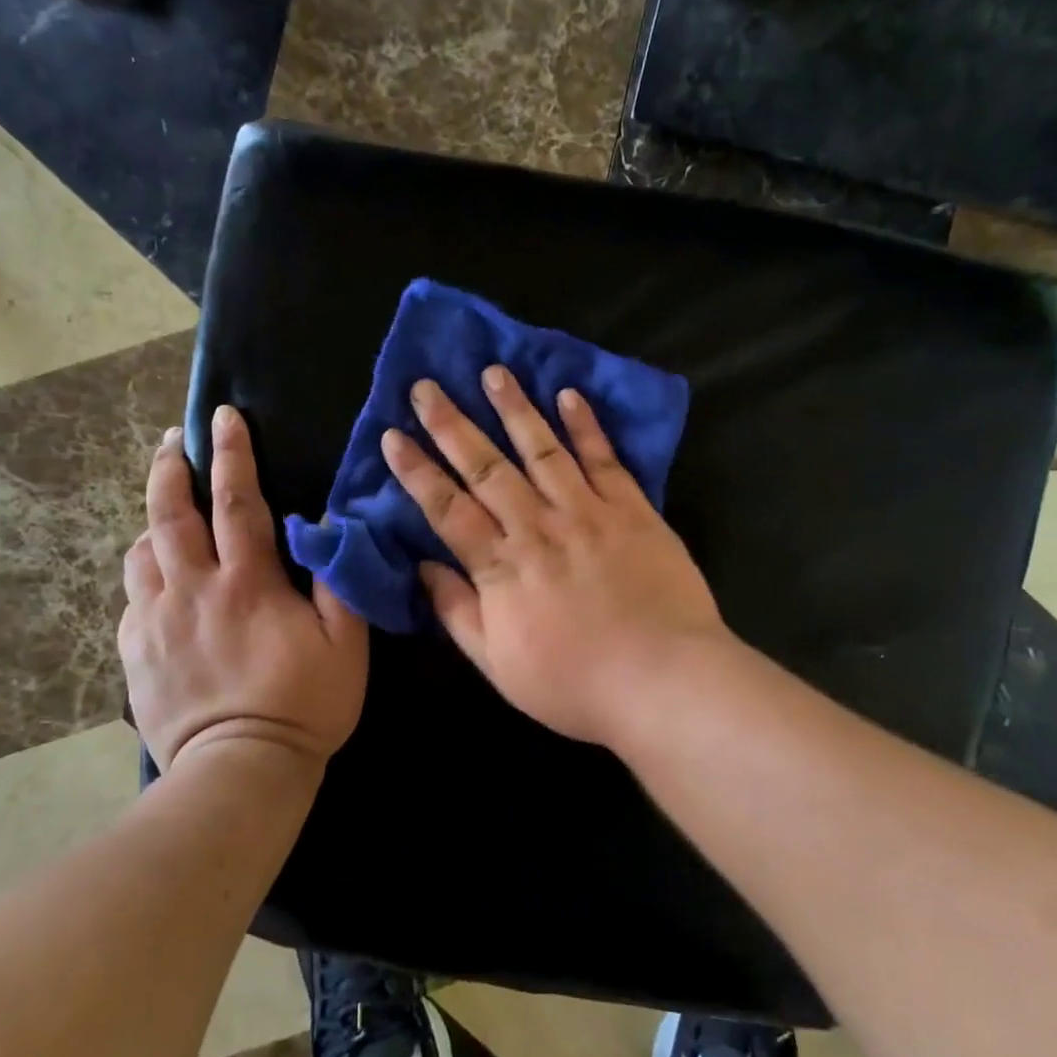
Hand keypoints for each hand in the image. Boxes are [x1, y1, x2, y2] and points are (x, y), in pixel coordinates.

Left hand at [121, 407, 367, 770]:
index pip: (236, 501)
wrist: (239, 772)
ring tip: (167, 511)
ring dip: (154, 520)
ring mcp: (155, 620)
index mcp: (247, 583)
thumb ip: (339, 582)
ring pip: (141, 550)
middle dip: (170, 468)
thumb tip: (326, 530)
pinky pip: (131, 595)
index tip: (225, 416)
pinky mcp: (134, 651)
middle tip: (173, 440)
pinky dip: (145, 572)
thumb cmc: (304, 705)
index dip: (232, 454)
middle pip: (170, 513)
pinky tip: (160, 578)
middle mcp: (193, 590)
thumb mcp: (346, 645)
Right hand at [381, 367, 727, 746]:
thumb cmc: (576, 684)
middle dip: (452, 425)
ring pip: (542, 450)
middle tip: (428, 386)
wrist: (664, 680)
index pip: (447, 509)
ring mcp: (588, 513)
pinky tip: (569, 396)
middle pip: (487, 468)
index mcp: (502, 567)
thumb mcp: (499, 665)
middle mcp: (538, 527)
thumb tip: (423, 568)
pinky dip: (586, 426)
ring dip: (515, 409)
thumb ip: (458, 612)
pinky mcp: (632, 510)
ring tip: (493, 373)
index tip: (392, 435)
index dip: (417, 471)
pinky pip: (604, 460)